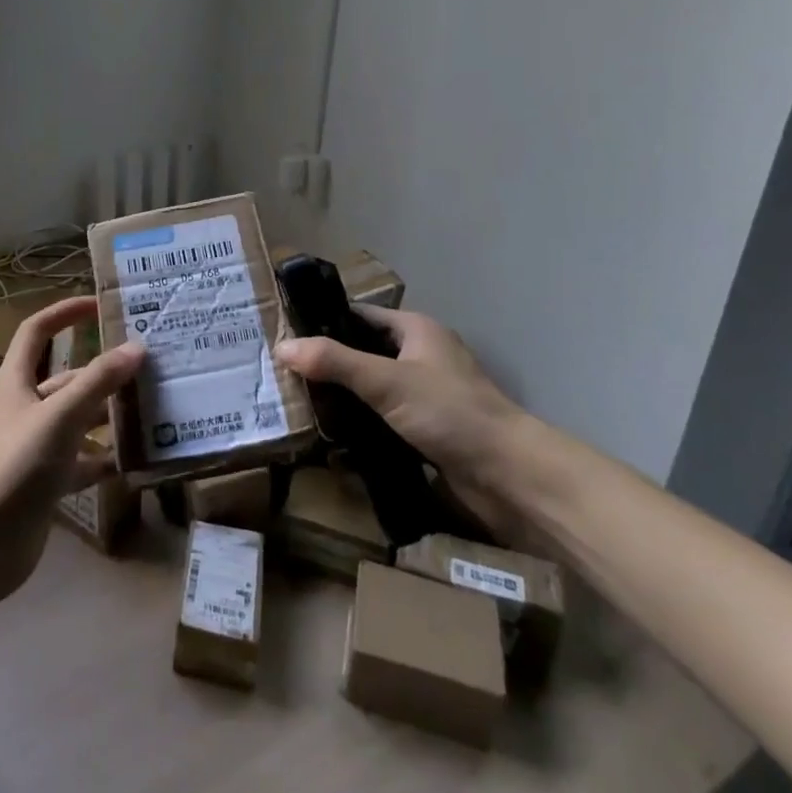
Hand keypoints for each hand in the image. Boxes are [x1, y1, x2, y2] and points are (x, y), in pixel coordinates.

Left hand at [0, 295, 142, 604]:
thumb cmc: (16, 465)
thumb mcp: (60, 416)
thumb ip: (98, 382)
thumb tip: (137, 347)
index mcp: (16, 381)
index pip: (37, 331)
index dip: (64, 313)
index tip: (98, 305)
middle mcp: (24, 407)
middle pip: (66, 378)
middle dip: (102, 372)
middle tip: (146, 367)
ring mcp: (34, 445)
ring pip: (77, 418)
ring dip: (107, 414)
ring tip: (150, 409)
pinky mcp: (44, 480)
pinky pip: (81, 459)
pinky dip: (104, 457)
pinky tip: (134, 458)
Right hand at [275, 306, 523, 510]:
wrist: (510, 476)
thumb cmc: (449, 413)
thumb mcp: (386, 382)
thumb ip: (334, 363)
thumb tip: (282, 346)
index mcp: (415, 330)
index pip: (357, 316)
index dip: (323, 323)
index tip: (284, 336)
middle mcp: (420, 355)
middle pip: (362, 352)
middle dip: (327, 364)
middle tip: (283, 375)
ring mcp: (425, 394)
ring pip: (371, 388)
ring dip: (342, 398)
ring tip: (296, 405)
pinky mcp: (427, 429)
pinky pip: (382, 418)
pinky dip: (359, 424)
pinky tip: (330, 437)